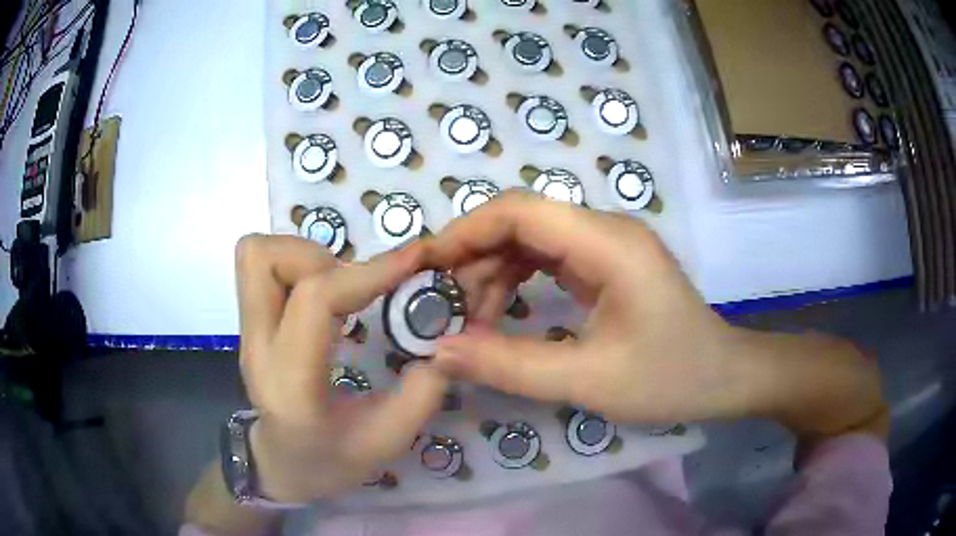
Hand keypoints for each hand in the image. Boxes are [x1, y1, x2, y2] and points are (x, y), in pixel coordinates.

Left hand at [234, 235, 447, 502]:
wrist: (279, 466)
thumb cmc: (328, 462)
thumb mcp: (385, 442)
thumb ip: (420, 395)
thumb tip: (445, 342)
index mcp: (292, 383)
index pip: (316, 301)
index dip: (368, 273)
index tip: (413, 261)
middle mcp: (258, 346)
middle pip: (262, 259)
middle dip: (317, 255)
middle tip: (354, 287)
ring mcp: (247, 331)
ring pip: (255, 255)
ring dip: (304, 256)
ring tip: (338, 289)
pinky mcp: (250, 322)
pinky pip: (260, 265)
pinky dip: (295, 264)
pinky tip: (324, 296)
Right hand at [428, 191, 885, 440]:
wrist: (724, 377)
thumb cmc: (671, 377)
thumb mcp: (588, 380)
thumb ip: (510, 366)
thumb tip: (439, 351)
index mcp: (608, 244)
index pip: (519, 211)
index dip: (464, 232)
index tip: (426, 269)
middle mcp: (606, 230)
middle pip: (520, 221)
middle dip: (473, 258)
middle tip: (442, 307)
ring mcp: (607, 245)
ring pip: (530, 238)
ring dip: (492, 272)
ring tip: (470, 319)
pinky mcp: (607, 264)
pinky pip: (547, 257)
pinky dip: (515, 280)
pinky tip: (500, 311)